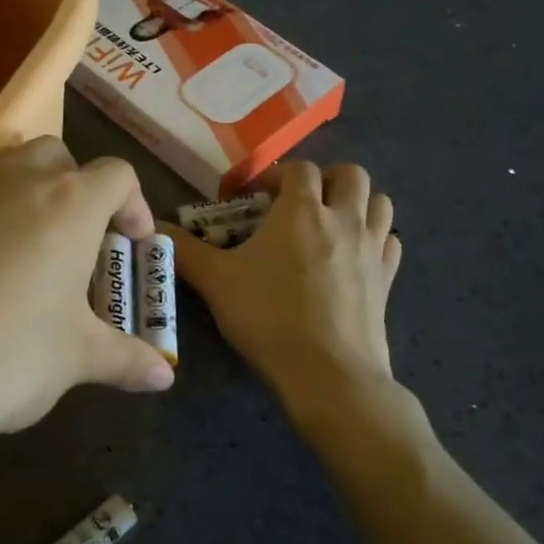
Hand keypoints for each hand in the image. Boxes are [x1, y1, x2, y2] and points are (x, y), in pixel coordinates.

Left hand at [0, 137, 173, 482]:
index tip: (134, 246)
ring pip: (11, 169)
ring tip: (38, 255)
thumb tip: (165, 377)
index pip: (118, 176)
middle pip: (61, 157)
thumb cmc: (5, 355)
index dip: (136, 206)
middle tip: (85, 245)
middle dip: (81, 189)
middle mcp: (19, 182)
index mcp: (71, 204)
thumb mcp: (74, 359)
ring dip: (35, 196)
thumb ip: (125, 359)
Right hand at [166, 162, 401, 400]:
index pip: (297, 169)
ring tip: (331, 223)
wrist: (328, 373)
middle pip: (351, 174)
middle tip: (299, 203)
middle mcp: (344, 219)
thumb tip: (152, 228)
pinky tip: (355, 256)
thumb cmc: (269, 319)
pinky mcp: (388, 279)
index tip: (253, 195)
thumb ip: (184, 251)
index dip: (274, 174)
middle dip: (325, 179)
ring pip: (380, 203)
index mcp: (302, 210)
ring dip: (357, 202)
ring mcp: (373, 249)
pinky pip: (391, 242)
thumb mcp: (217, 283)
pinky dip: (376, 238)